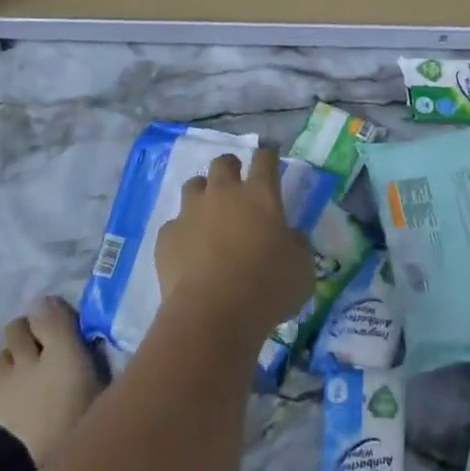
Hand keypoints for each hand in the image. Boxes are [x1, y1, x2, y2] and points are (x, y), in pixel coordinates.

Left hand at [156, 148, 313, 343]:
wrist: (211, 314)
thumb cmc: (266, 288)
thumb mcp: (302, 269)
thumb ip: (298, 245)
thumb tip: (292, 236)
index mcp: (260, 195)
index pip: (265, 159)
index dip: (268, 155)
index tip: (270, 157)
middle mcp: (223, 194)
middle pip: (223, 163)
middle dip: (231, 168)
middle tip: (237, 185)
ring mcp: (191, 212)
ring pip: (193, 185)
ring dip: (203, 194)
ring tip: (209, 214)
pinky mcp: (167, 236)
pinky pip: (174, 224)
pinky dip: (183, 232)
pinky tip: (189, 250)